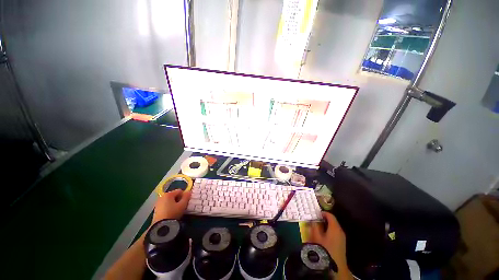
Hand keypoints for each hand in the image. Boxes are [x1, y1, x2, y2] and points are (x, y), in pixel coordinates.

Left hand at [152, 189, 191, 223]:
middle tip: (180, 207)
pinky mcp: (155, 209)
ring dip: (173, 203)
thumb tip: (189, 191)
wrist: (161, 226)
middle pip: (174, 195)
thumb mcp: (183, 205)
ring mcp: (158, 203)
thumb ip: (187, 197)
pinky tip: (170, 213)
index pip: (180, 191)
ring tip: (175, 211)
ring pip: (169, 200)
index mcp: (169, 194)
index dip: (184, 196)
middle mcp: (162, 196)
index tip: (184, 203)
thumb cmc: (173, 213)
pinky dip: (168, 207)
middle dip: (178, 199)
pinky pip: (165, 205)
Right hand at [309, 212, 350, 277]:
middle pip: (332, 221)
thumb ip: (314, 226)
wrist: (335, 267)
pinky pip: (335, 233)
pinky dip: (329, 231)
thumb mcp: (316, 236)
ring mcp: (342, 237)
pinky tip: (323, 235)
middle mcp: (340, 231)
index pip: (330, 215)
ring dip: (326, 225)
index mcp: (335, 227)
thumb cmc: (325, 249)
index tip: (316, 213)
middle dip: (324, 219)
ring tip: (317, 227)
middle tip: (315, 220)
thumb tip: (313, 220)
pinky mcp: (341, 243)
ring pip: (334, 227)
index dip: (323, 213)